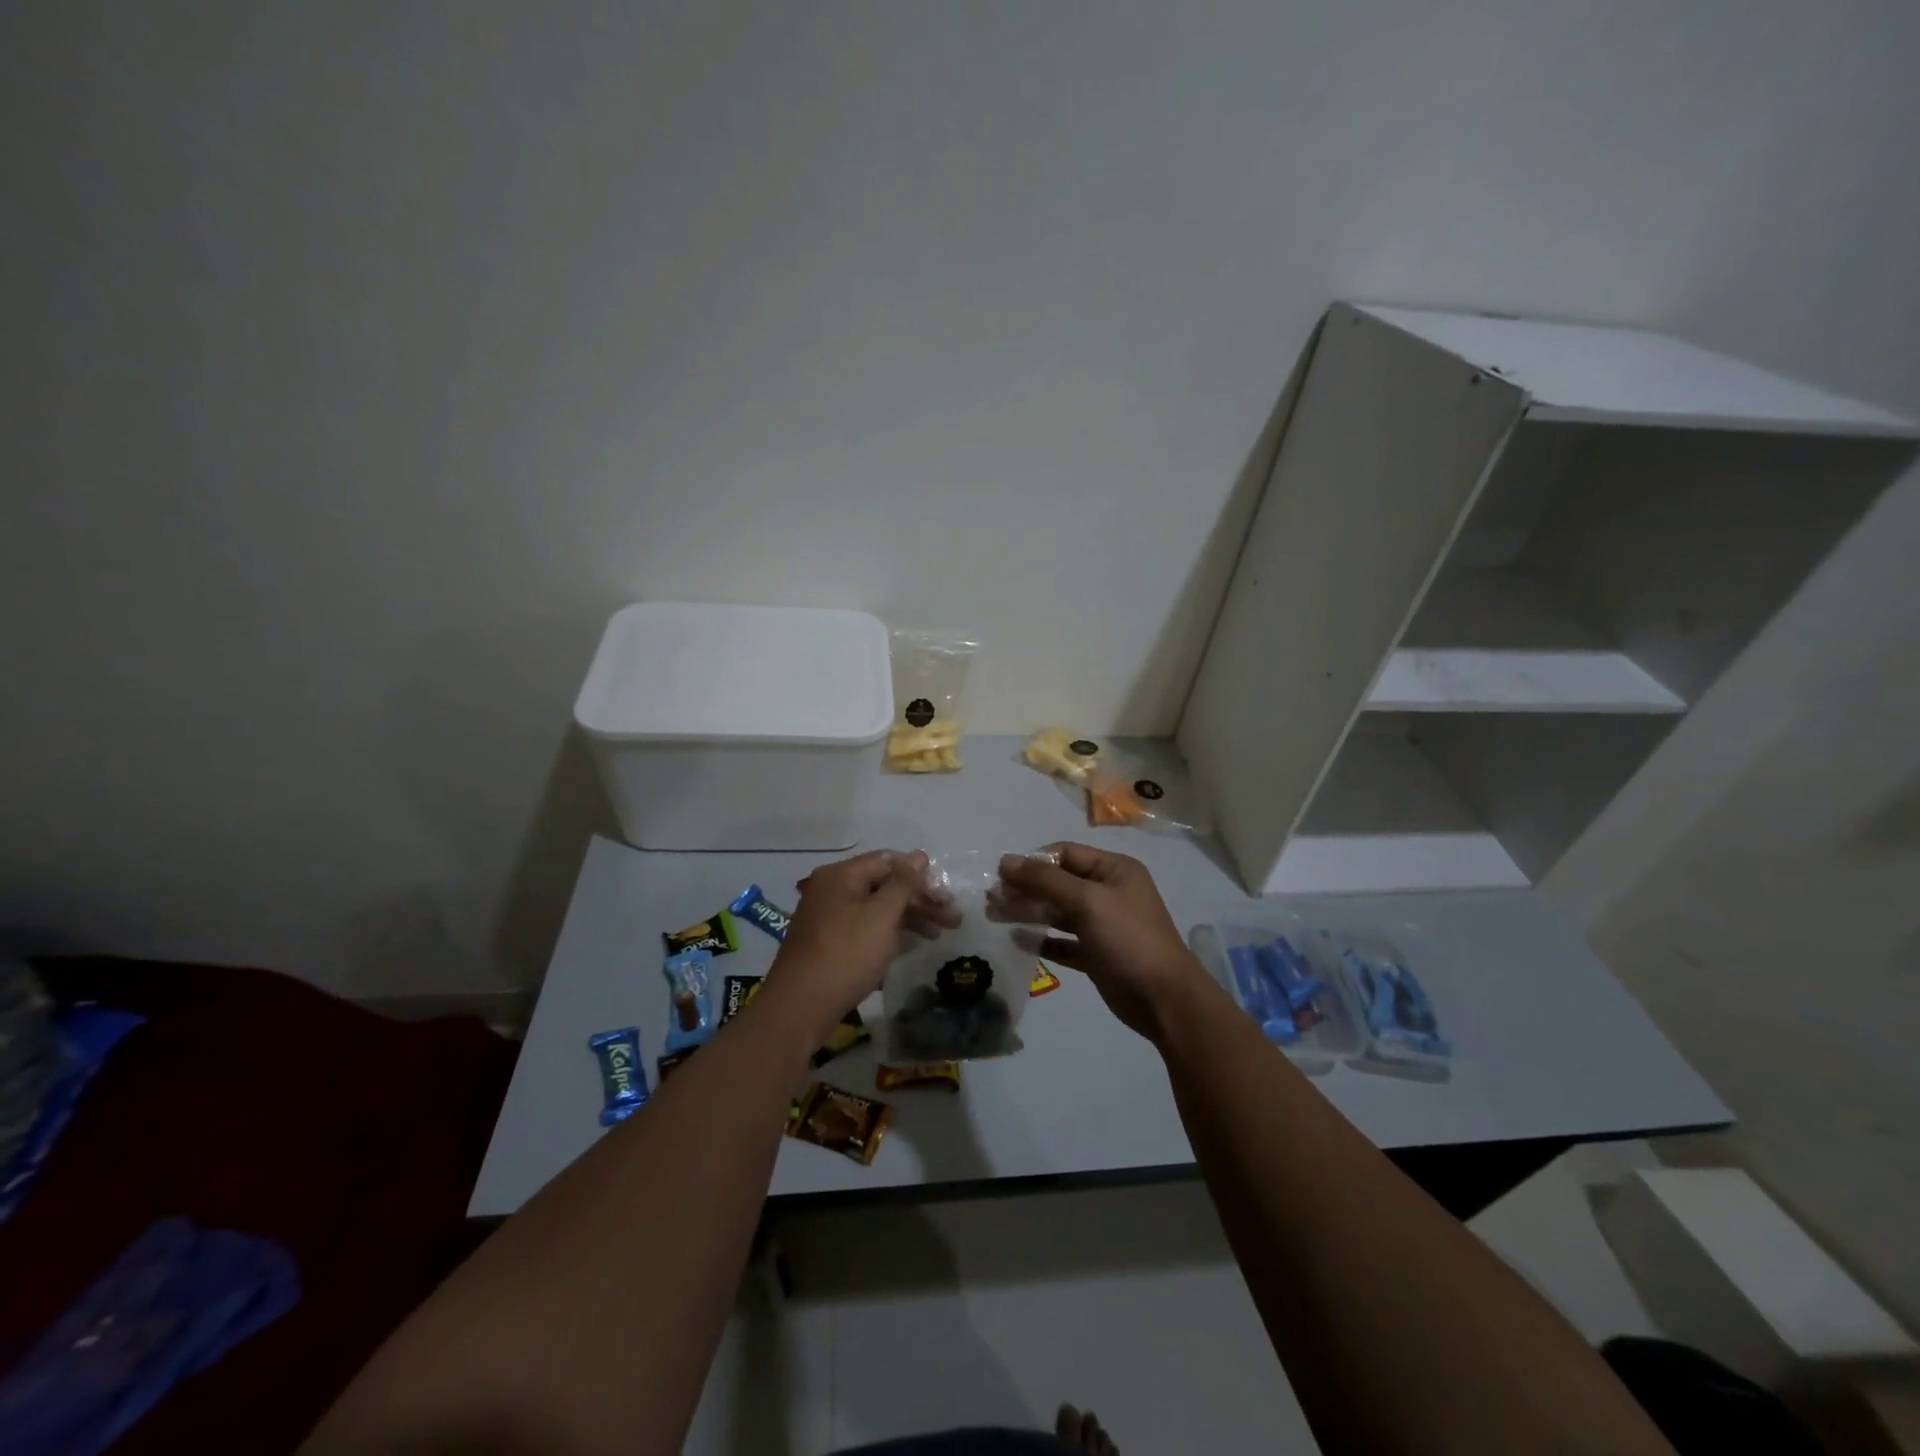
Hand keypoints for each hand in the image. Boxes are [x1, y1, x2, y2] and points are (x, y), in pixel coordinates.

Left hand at [764, 849, 956, 1046]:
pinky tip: (910, 944)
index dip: (920, 875)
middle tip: (952, 919)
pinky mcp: (828, 942)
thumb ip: (903, 883)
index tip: (945, 895)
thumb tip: (919, 855)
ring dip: (908, 917)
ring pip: (876, 909)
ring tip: (938, 935)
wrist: (800, 1007)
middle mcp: (832, 889)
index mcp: (841, 875)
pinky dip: (888, 933)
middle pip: (883, 885)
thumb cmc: (846, 953)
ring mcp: (828, 917)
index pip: (888, 861)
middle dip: (919, 900)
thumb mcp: (881, 915)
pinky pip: (865, 928)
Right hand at [992, 842, 1208, 1040]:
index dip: (1033, 862)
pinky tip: (1018, 941)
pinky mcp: (1097, 954)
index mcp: (1113, 870)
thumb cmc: (1128, 940)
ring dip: (1028, 912)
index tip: (1001, 875)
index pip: (1065, 854)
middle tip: (992, 899)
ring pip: (1058, 912)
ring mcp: (1103, 925)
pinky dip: (1043, 940)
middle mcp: (1108, 892)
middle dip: (1026, 888)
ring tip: (995, 916)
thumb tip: (1006, 861)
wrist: (1165, 1000)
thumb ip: (1045, 880)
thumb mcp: (1087, 901)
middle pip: (1059, 883)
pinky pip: (1064, 941)